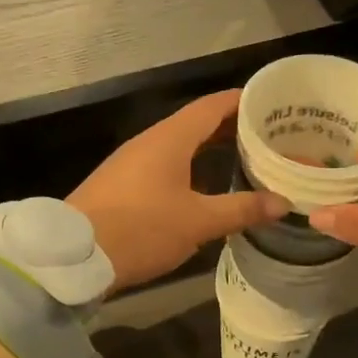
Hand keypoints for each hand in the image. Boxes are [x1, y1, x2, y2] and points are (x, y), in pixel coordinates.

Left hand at [70, 90, 287, 292]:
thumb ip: (241, 209)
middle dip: (230, 127)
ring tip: (242, 158)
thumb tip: (283, 202)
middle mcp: (149, 142)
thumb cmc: (141, 229)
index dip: (241, 102)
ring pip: (178, 144)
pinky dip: (190, 165)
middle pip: (196, 123)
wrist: (74, 255)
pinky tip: (203, 185)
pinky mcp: (121, 184)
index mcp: (169, 139)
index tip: (270, 104)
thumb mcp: (197, 222)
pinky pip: (163, 163)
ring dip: (209, 147)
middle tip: (266, 136)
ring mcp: (131, 162)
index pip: (211, 106)